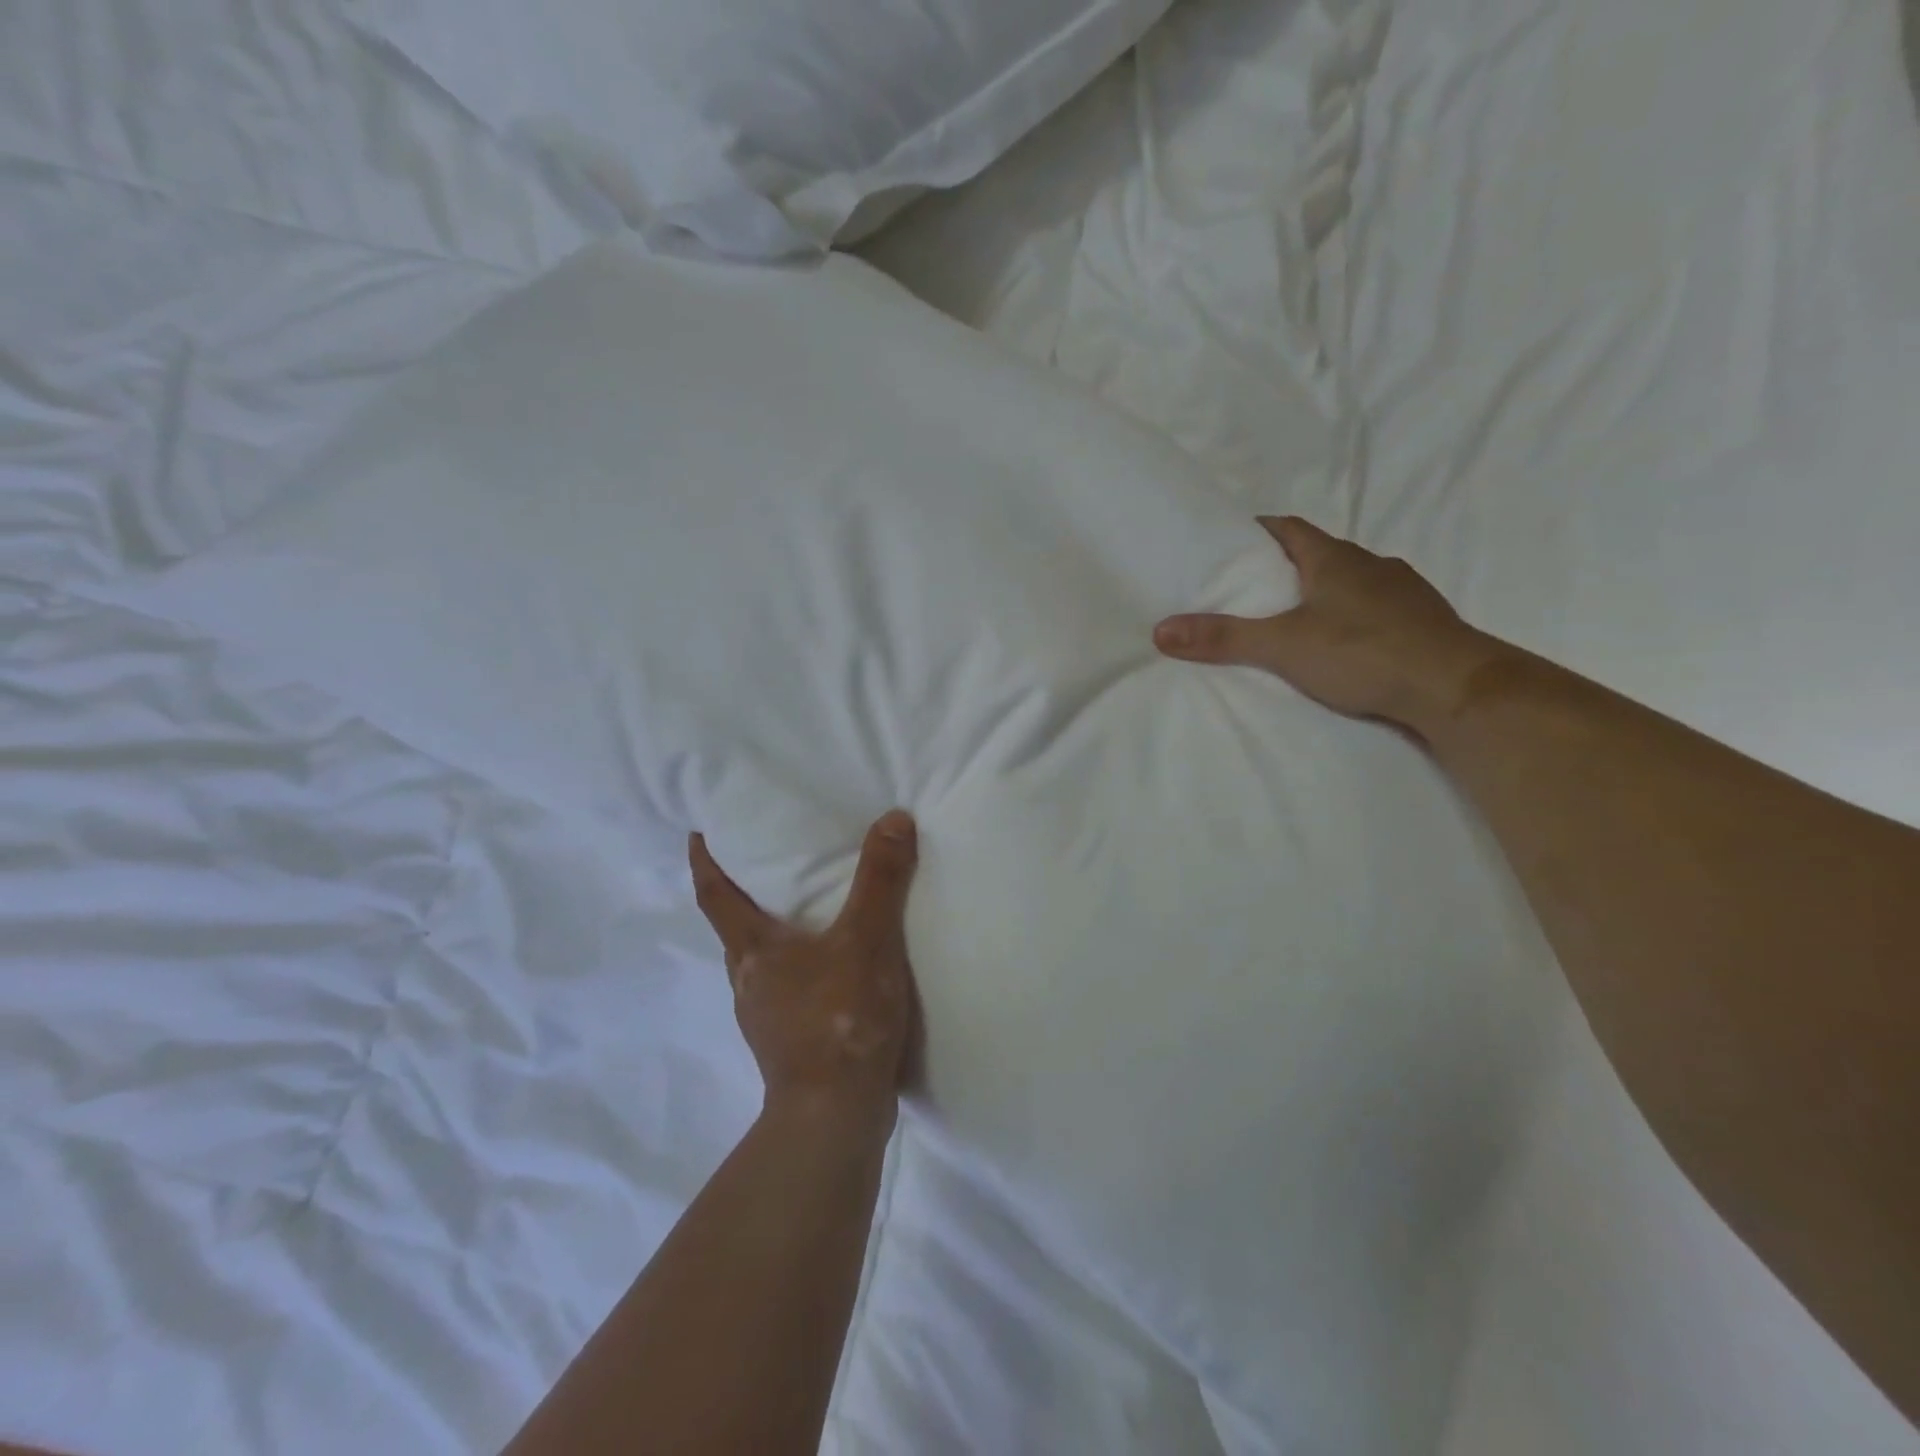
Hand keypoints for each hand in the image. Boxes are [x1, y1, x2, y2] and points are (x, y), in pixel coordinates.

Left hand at [690, 811, 920, 1136]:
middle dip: (744, 897)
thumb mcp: (867, 939)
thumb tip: (892, 818)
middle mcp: (749, 982)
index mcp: (753, 950)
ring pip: (763, 964)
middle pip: (736, 930)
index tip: (699, 834)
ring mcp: (767, 1019)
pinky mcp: (791, 1046)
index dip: (705, 861)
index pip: (715, 895)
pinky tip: (836, 972)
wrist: (836, 1116)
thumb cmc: (840, 1018)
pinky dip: (803, 971)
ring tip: (809, 915)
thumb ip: (880, 879)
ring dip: (776, 937)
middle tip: (769, 867)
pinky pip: (790, 992)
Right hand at [1153, 516, 1508, 739]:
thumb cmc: (1363, 652)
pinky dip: (1352, 616)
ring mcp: (1403, 591)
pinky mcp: (1423, 621)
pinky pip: (1376, 608)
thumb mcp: (1282, 646)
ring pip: (1351, 582)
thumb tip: (1160, 630)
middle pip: (1319, 554)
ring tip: (1293, 619)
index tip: (1232, 541)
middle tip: (1253, 588)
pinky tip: (1343, 643)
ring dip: (1323, 592)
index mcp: (1334, 559)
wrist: (1455, 687)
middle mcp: (1371, 564)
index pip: (1290, 528)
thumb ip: (1223, 638)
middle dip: (1286, 566)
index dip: (1259, 530)